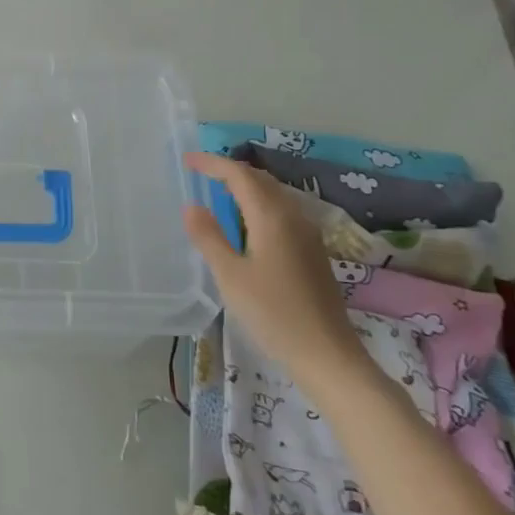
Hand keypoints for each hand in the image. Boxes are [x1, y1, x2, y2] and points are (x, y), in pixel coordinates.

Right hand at [182, 151, 372, 392]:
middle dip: (231, 170)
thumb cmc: (273, 313)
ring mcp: (308, 235)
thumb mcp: (230, 276)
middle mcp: (293, 218)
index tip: (187, 160)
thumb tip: (192, 206)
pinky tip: (247, 222)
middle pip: (261, 180)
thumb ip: (209, 237)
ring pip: (274, 195)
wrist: (327, 354)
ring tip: (219, 191)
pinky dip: (259, 204)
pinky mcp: (313, 252)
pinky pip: (282, 212)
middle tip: (201, 172)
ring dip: (247, 186)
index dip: (213, 164)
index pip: (240, 176)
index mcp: (272, 218)